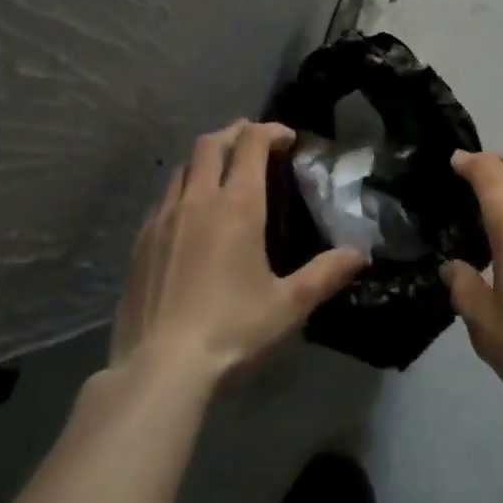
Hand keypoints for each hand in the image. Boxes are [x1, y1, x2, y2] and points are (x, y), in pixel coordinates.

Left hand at [110, 120, 367, 386]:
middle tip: (254, 144)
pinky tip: (190, 217)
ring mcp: (164, 218)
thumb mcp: (288, 306)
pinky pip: (164, 198)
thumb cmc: (231, 331)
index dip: (270, 131)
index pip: (251, 142)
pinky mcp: (141, 241)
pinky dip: (183, 190)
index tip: (287, 139)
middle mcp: (199, 198)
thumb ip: (325, 274)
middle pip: (212, 142)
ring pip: (184, 167)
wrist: (158, 370)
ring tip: (222, 175)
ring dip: (206, 159)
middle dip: (236, 133)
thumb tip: (361, 253)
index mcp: (238, 204)